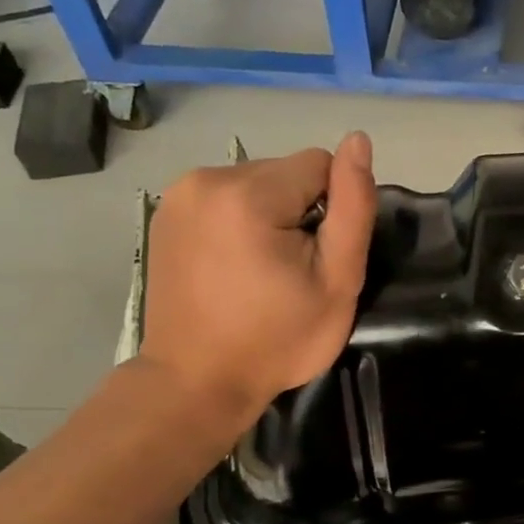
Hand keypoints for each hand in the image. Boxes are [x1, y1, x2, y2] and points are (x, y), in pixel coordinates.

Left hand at [140, 132, 377, 434]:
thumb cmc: (277, 339)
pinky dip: (240, 222)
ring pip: (256, 184)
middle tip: (292, 271)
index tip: (317, 258)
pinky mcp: (165, 214)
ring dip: (270, 216)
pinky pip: (224, 199)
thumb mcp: (337, 280)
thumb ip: (353, 207)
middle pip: (285, 172)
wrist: (197, 382)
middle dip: (299, 210)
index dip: (333, 210)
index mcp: (248, 194)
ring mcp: (177, 195)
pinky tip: (233, 266)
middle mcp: (205, 179)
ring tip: (262, 271)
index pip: (320, 164)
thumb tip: (359, 140)